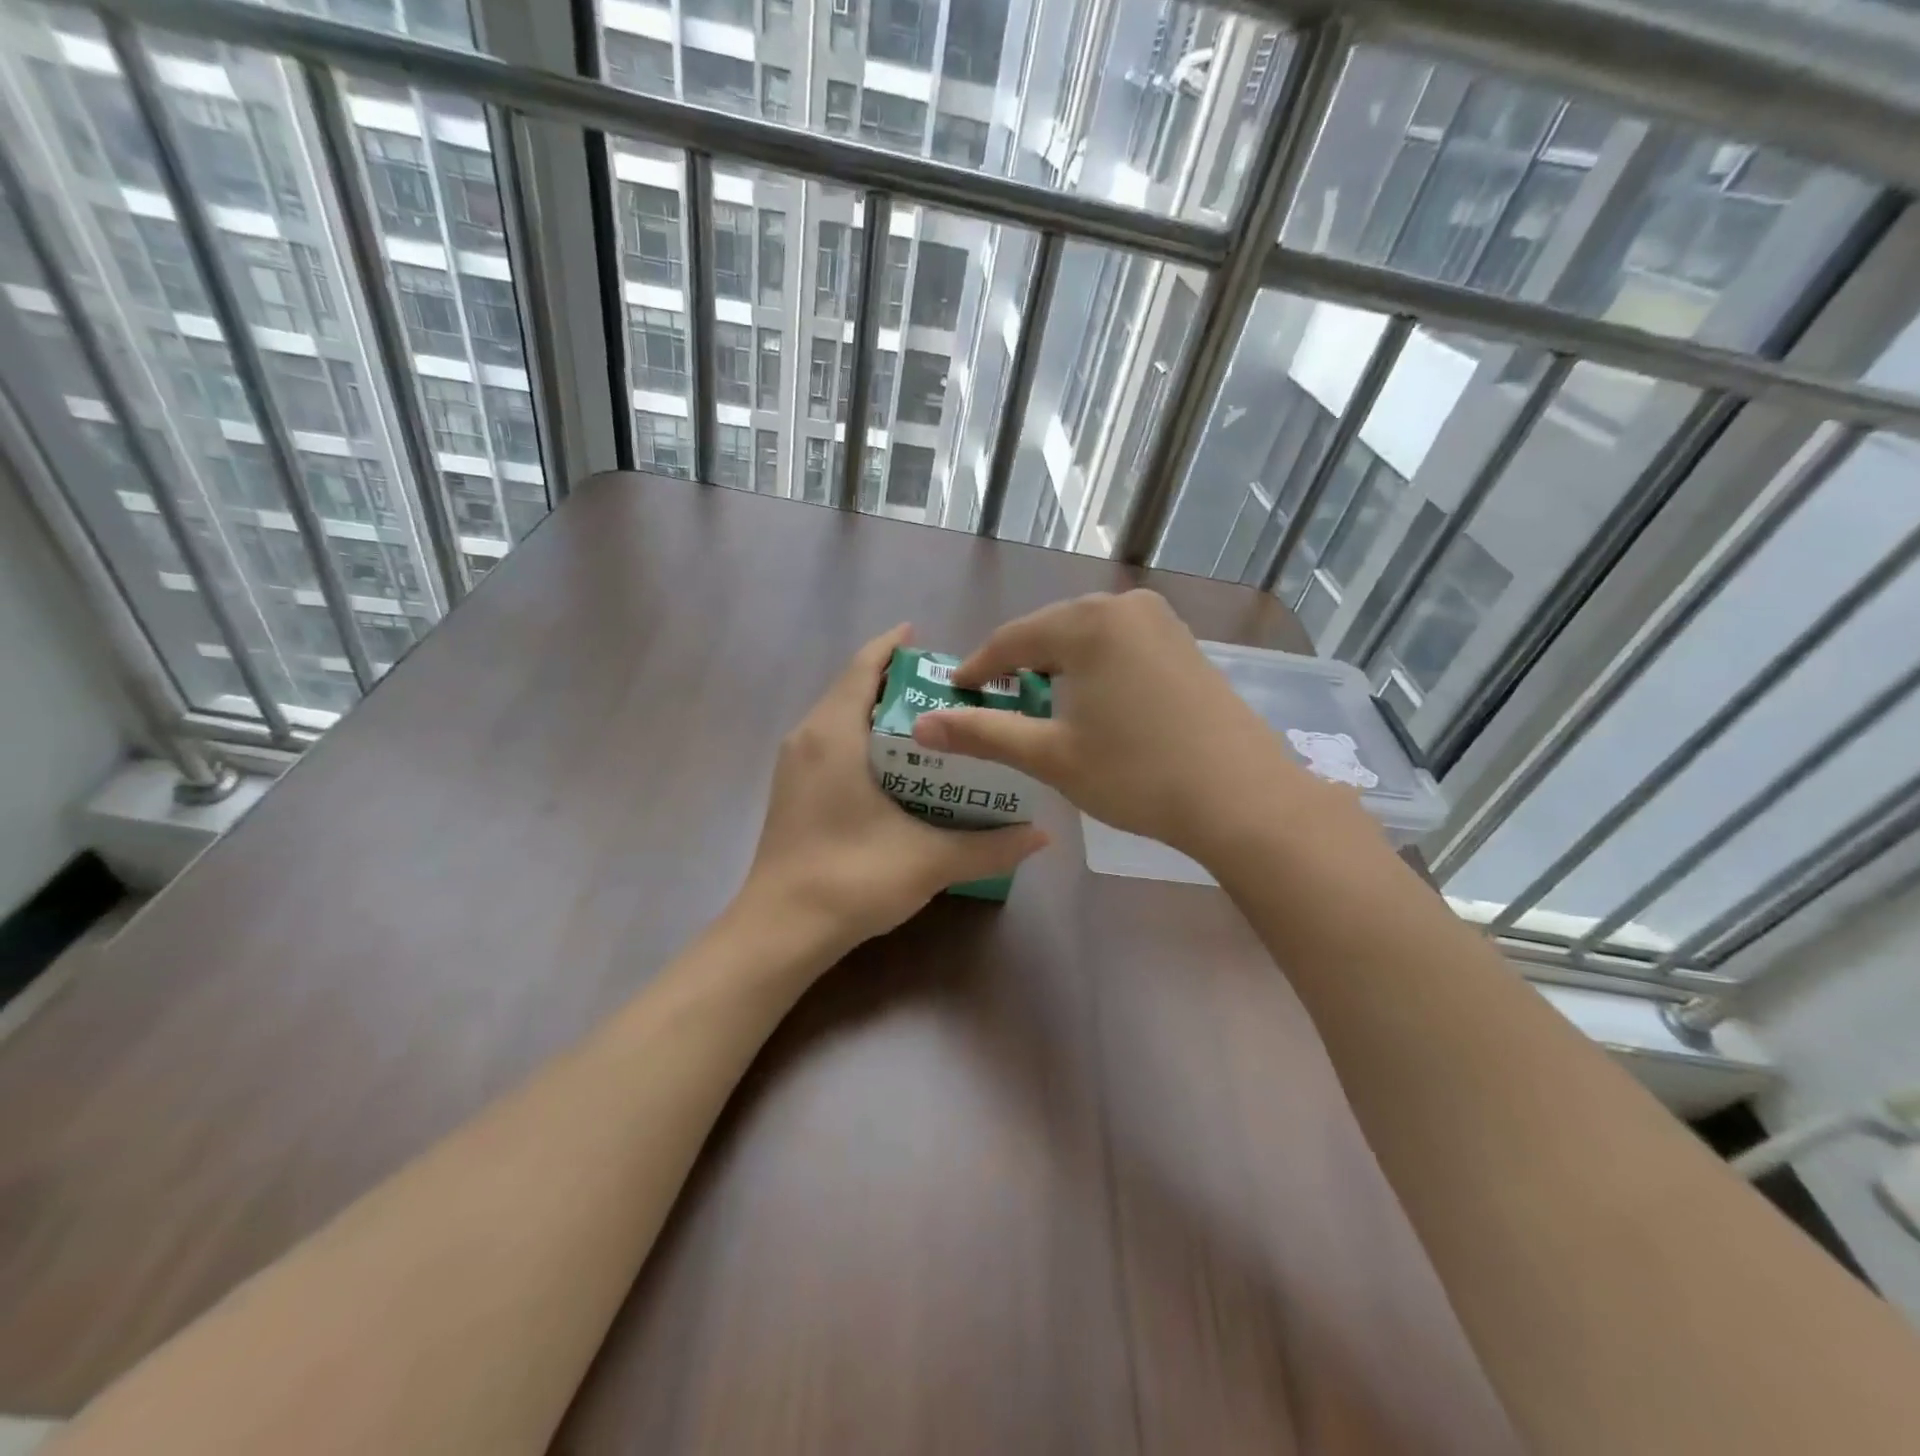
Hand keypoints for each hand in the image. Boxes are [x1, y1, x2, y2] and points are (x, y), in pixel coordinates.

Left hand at [739, 624, 1048, 956]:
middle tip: (949, 690)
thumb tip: (1043, 836)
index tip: (929, 640)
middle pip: (852, 688)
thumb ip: (990, 846)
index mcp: (834, 734)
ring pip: (839, 717)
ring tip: (930, 722)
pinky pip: (831, 743)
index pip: (863, 667)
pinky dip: (863, 738)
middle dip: (896, 682)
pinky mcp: (792, 791)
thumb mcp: (930, 861)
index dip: (893, 646)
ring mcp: (794, 766)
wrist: (780, 931)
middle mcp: (808, 738)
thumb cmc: (851, 879)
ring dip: (878, 711)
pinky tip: (898, 766)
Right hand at [912, 591, 1334, 862]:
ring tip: (1039, 705)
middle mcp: (1124, 606)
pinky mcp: (1185, 644)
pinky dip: (1095, 668)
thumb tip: (921, 726)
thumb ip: (984, 733)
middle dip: (1018, 666)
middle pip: (1050, 632)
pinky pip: (1120, 645)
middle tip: (993, 703)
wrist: (1243, 798)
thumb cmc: (1137, 774)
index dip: (978, 668)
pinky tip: (1093, 702)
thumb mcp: (1051, 756)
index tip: (954, 693)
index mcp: (1087, 623)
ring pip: (1087, 637)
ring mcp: (1162, 622)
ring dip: (1058, 667)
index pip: (1012, 639)